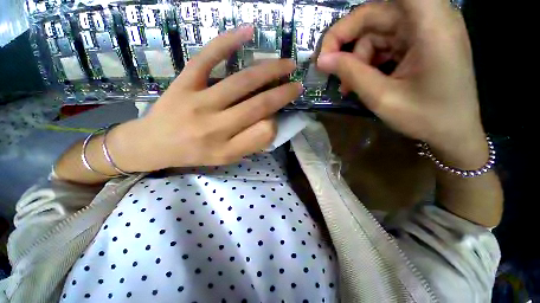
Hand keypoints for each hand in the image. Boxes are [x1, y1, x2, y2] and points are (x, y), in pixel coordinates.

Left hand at [111, 26, 300, 171]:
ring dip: (270, 70)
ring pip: (242, 82)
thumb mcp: (225, 159)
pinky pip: (207, 58)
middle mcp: (216, 128)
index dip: (275, 123)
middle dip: (283, 94)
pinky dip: (228, 42)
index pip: (263, 133)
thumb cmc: (193, 154)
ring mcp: (199, 103)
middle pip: (258, 106)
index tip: (275, 117)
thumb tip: (269, 122)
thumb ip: (249, 144)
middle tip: (297, 84)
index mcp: (227, 150)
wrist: (153, 144)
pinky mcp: (184, 83)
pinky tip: (248, 32)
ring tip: (287, 64)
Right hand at [317, 0, 487, 167]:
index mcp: (430, 24)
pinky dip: (368, 61)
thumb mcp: (382, 98)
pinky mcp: (420, 42)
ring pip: (376, 32)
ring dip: (357, 58)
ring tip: (347, 85)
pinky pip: (385, 43)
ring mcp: (425, 30)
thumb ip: (351, 74)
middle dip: (346, 40)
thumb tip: (322, 60)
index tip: (333, 39)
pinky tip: (361, 81)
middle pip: (375, 14)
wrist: (454, 133)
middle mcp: (430, 18)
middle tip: (327, 66)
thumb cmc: (426, 117)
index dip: (358, 15)